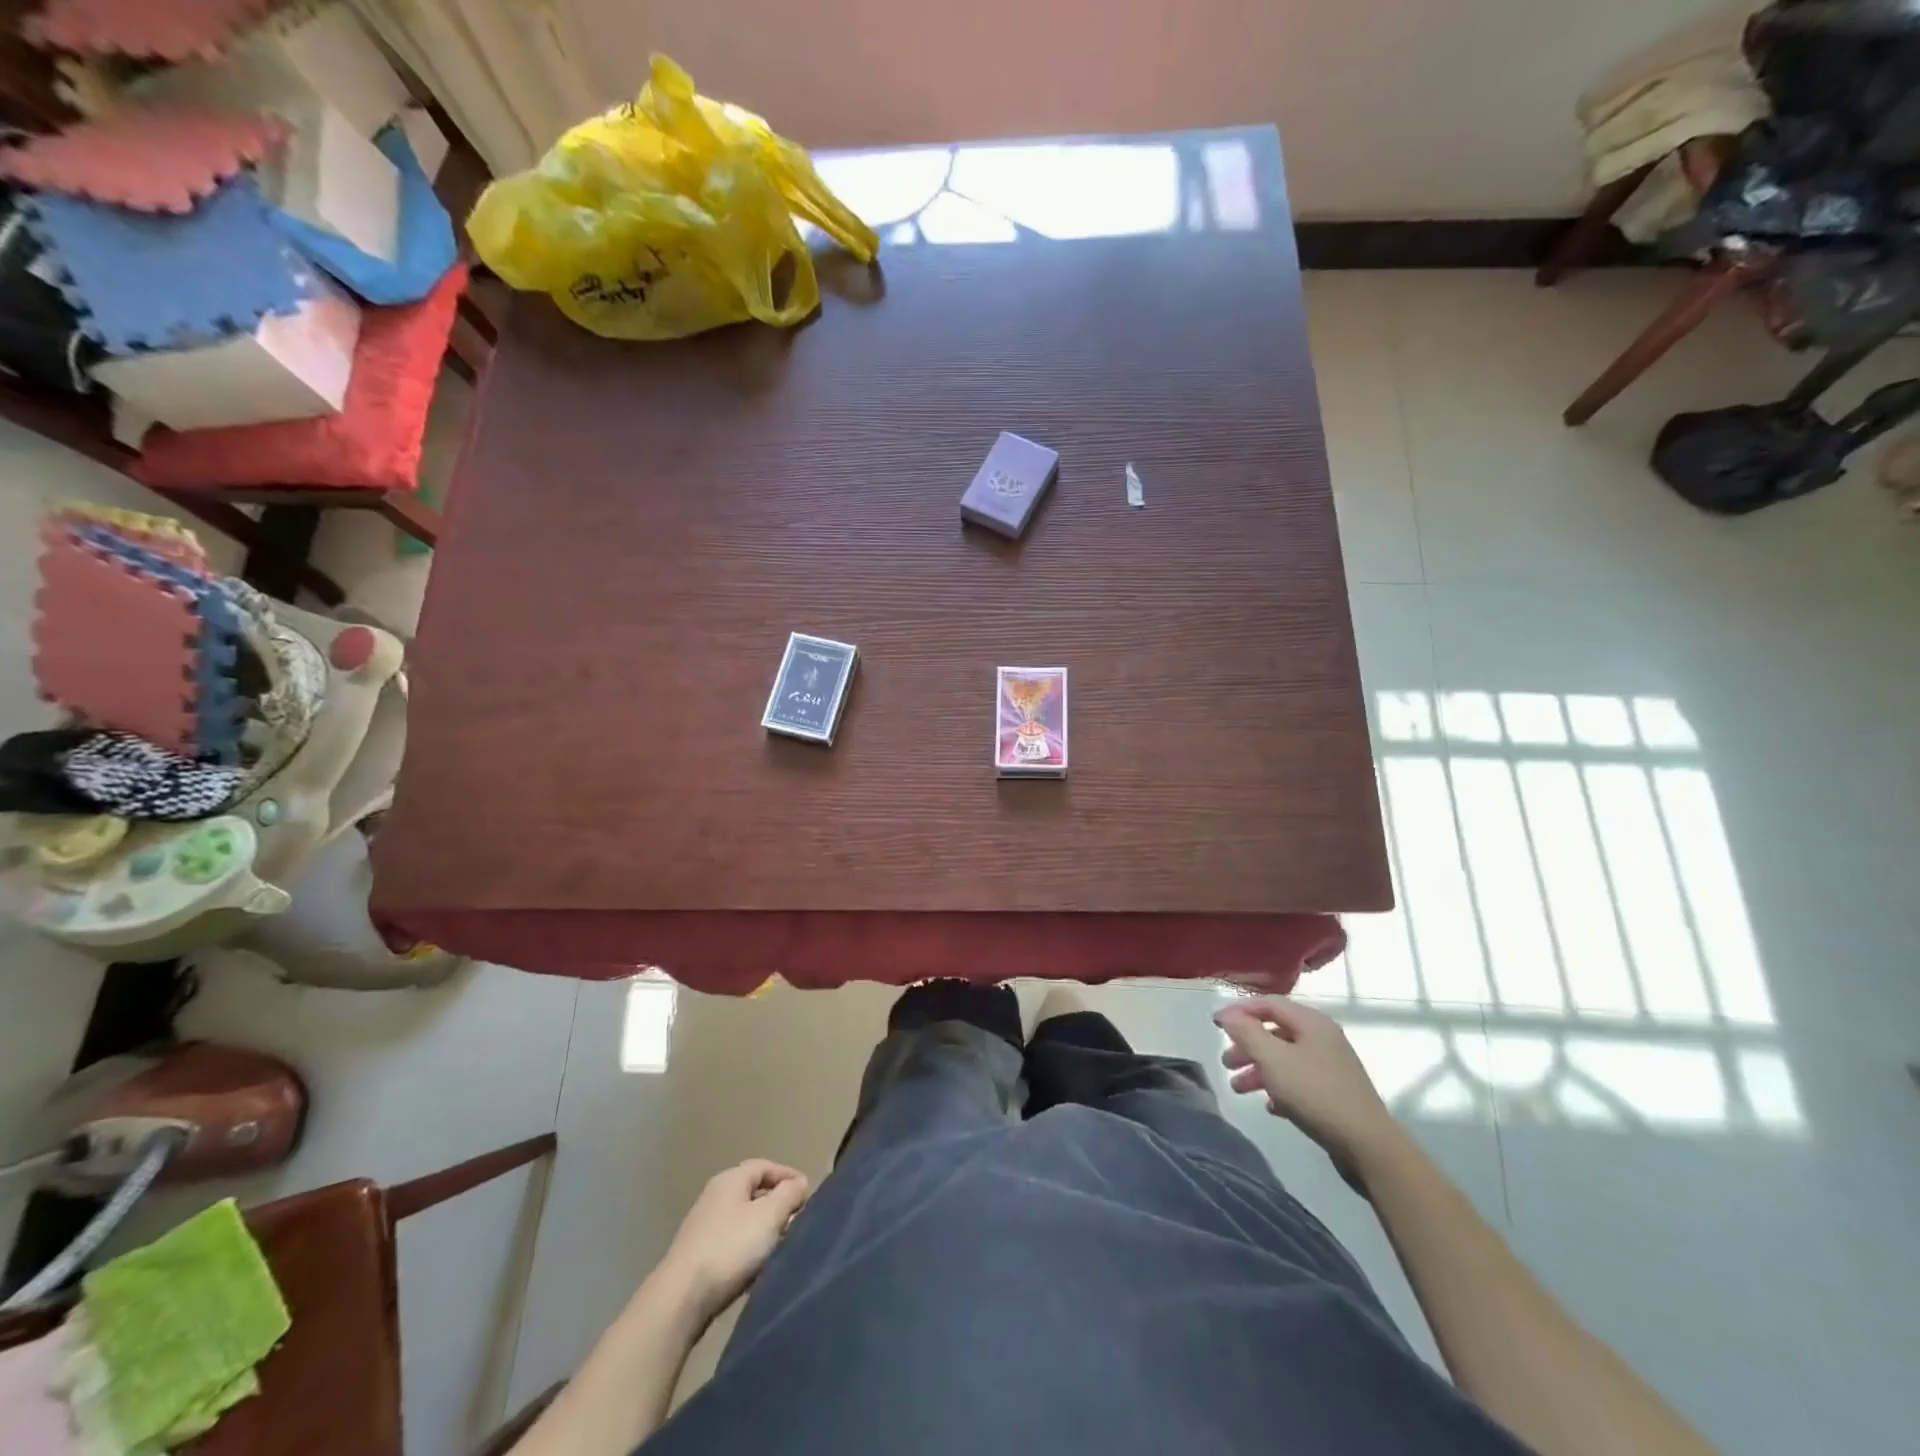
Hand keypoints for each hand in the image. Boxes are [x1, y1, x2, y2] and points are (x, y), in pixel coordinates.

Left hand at [658, 1160, 810, 1321]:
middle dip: (777, 1204)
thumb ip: (789, 1195)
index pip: (764, 1166)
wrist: (680, 1298)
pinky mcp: (697, 1255)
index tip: (807, 1192)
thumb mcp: (769, 1216)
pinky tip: (757, 1265)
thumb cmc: (730, 1247)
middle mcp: (714, 1197)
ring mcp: (703, 1226)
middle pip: (753, 1192)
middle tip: (797, 1219)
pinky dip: (749, 1247)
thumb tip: (800, 1183)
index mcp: (730, 1180)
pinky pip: (732, 1241)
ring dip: (764, 1228)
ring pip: (743, 1219)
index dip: (788, 1175)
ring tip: (782, 1244)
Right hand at [1213, 997, 1402, 1180]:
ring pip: (1285, 1059)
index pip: (1268, 1004)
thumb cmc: (1315, 1093)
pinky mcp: (1335, 1093)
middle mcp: (1323, 1038)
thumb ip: (1246, 1032)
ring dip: (1259, 1070)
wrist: (1367, 1145)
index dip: (1239, 1011)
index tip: (1216, 1026)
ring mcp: (1331, 1066)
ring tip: (1238, 1089)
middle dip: (1247, 1046)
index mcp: (1311, 1022)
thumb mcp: (1273, 1058)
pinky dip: (1279, 1088)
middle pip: (1275, 1032)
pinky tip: (1270, 1106)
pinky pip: (1299, 1082)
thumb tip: (1227, 1014)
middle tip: (1226, 1063)